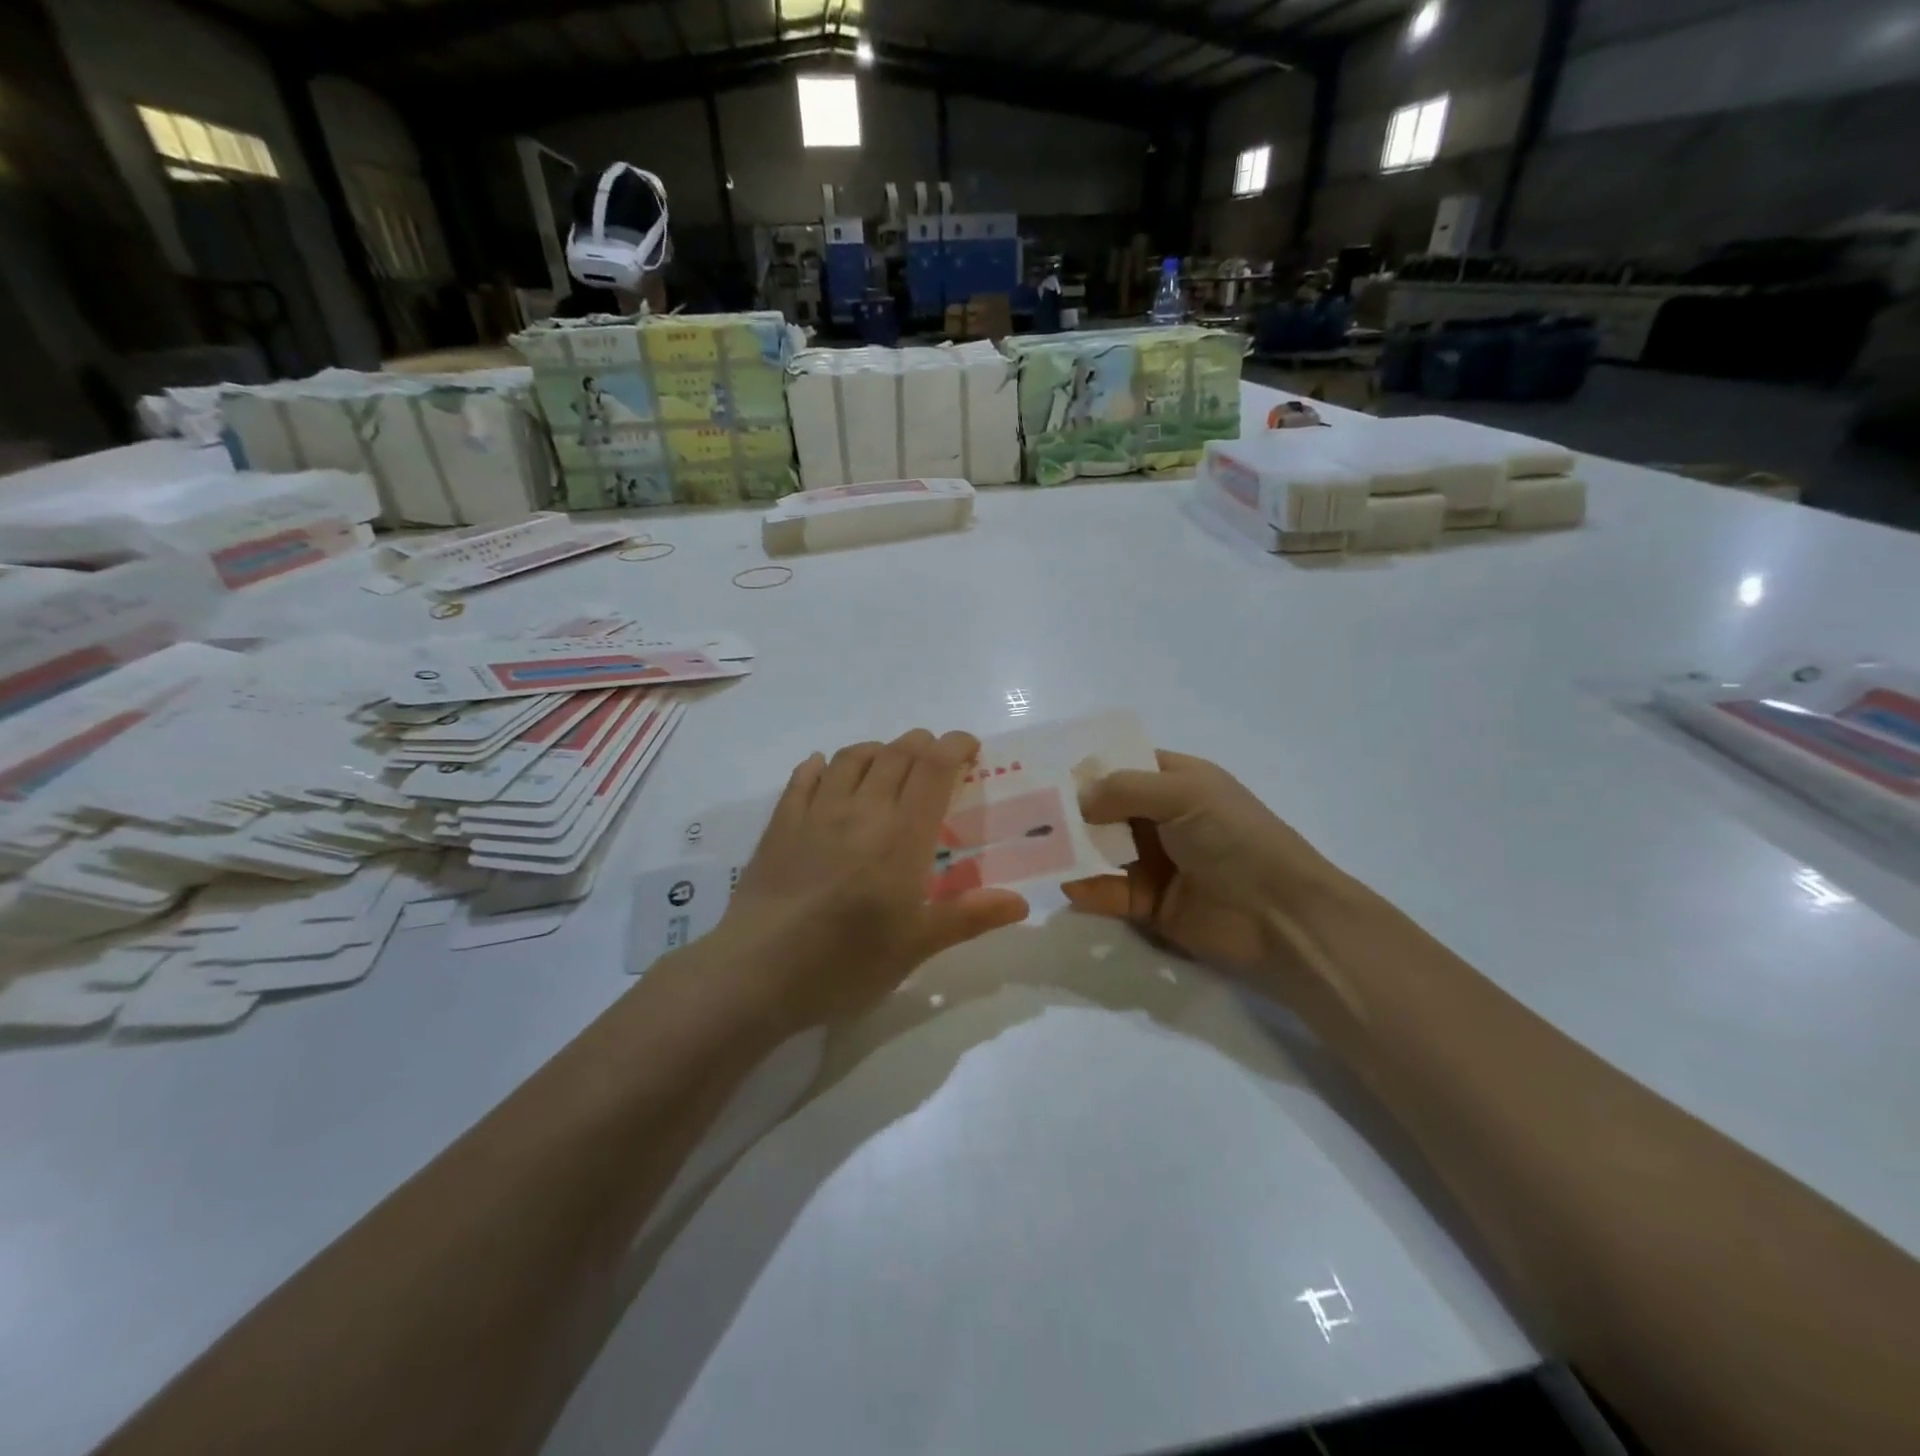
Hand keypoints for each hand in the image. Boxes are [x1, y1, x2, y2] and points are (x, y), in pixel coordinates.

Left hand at [711, 730, 1029, 1032]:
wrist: (759, 971)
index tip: (969, 747)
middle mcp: (862, 809)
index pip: (933, 768)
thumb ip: (969, 917)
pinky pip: (804, 778)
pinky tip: (824, 768)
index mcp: (902, 835)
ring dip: (877, 749)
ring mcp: (816, 812)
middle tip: (936, 758)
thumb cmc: (846, 962)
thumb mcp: (916, 946)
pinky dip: (821, 766)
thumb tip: (1021, 902)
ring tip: (888, 760)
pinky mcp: (781, 824)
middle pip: (896, 754)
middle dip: (922, 745)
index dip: (954, 746)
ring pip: (851, 757)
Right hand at [1062, 750, 1353, 983]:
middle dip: (1071, 810)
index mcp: (1178, 782)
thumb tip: (1076, 798)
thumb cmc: (1234, 838)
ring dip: (1073, 849)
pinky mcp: (1151, 904)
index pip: (1125, 765)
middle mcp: (1163, 819)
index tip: (1044, 771)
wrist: (1279, 916)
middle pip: (1106, 809)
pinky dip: (1088, 889)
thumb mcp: (1183, 794)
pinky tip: (1066, 884)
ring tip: (1033, 847)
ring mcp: (1157, 863)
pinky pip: (1109, 892)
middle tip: (1027, 812)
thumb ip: (1124, 789)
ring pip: (1102, 851)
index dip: (1089, 767)